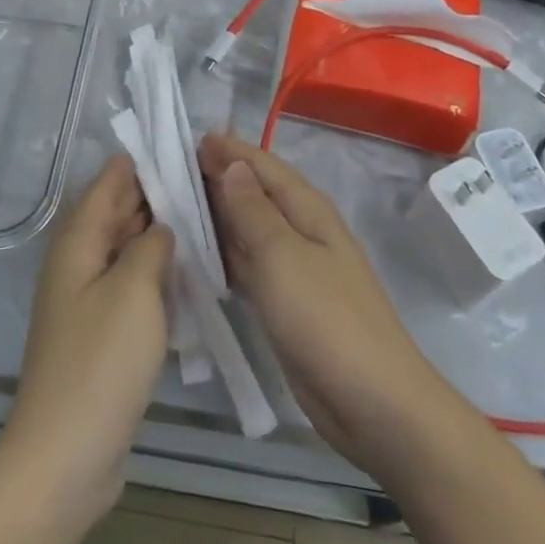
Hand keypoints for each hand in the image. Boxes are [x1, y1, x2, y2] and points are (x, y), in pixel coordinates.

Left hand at [0, 155, 173, 525]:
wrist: (65, 455)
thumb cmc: (100, 362)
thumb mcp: (134, 290)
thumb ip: (151, 245)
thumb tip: (161, 225)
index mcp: (78, 241)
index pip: (109, 182)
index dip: (141, 161)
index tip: (180, 145)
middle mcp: (77, 261)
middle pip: (117, 212)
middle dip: (155, 194)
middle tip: (204, 181)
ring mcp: (87, 298)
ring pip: (125, 248)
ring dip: (157, 233)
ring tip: (203, 218)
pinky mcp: (99, 332)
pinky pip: (129, 284)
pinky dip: (154, 271)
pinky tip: (185, 272)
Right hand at [199, 133, 446, 477]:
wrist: (374, 404)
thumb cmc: (326, 319)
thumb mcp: (282, 255)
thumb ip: (253, 209)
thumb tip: (232, 164)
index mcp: (307, 208)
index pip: (262, 165)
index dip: (229, 150)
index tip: (190, 139)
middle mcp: (302, 229)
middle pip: (255, 193)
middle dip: (218, 177)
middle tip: (171, 170)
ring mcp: (296, 268)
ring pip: (250, 228)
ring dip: (218, 215)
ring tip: (175, 205)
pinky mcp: (287, 302)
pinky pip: (250, 264)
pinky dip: (225, 254)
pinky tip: (198, 255)